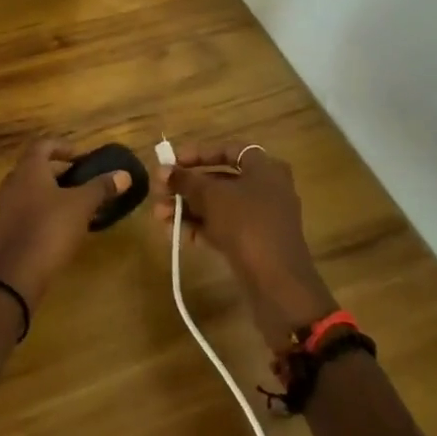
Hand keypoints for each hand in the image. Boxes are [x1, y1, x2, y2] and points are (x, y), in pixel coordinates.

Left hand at [0, 138, 130, 310]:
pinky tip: (62, 225)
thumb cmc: (51, 228)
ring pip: (31, 189)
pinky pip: (27, 209)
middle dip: (59, 171)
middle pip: (36, 167)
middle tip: (82, 180)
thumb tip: (124, 174)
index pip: (43, 145)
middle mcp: (13, 182)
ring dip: (52, 192)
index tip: (81, 157)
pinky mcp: (7, 228)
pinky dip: (44, 210)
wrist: (18, 273)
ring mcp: (6, 206)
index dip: (63, 146)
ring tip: (76, 203)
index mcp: (29, 169)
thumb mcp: (82, 205)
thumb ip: (101, 187)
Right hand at [160, 142, 335, 345]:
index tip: (173, 162)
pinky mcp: (254, 244)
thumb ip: (186, 180)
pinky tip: (173, 233)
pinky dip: (199, 227)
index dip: (199, 153)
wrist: (278, 285)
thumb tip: (164, 170)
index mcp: (265, 169)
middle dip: (186, 186)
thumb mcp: (212, 197)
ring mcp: (260, 219)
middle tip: (159, 192)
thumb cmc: (247, 225)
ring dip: (187, 208)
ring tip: (158, 216)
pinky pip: (222, 228)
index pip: (228, 150)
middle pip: (219, 179)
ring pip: (218, 206)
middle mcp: (266, 189)